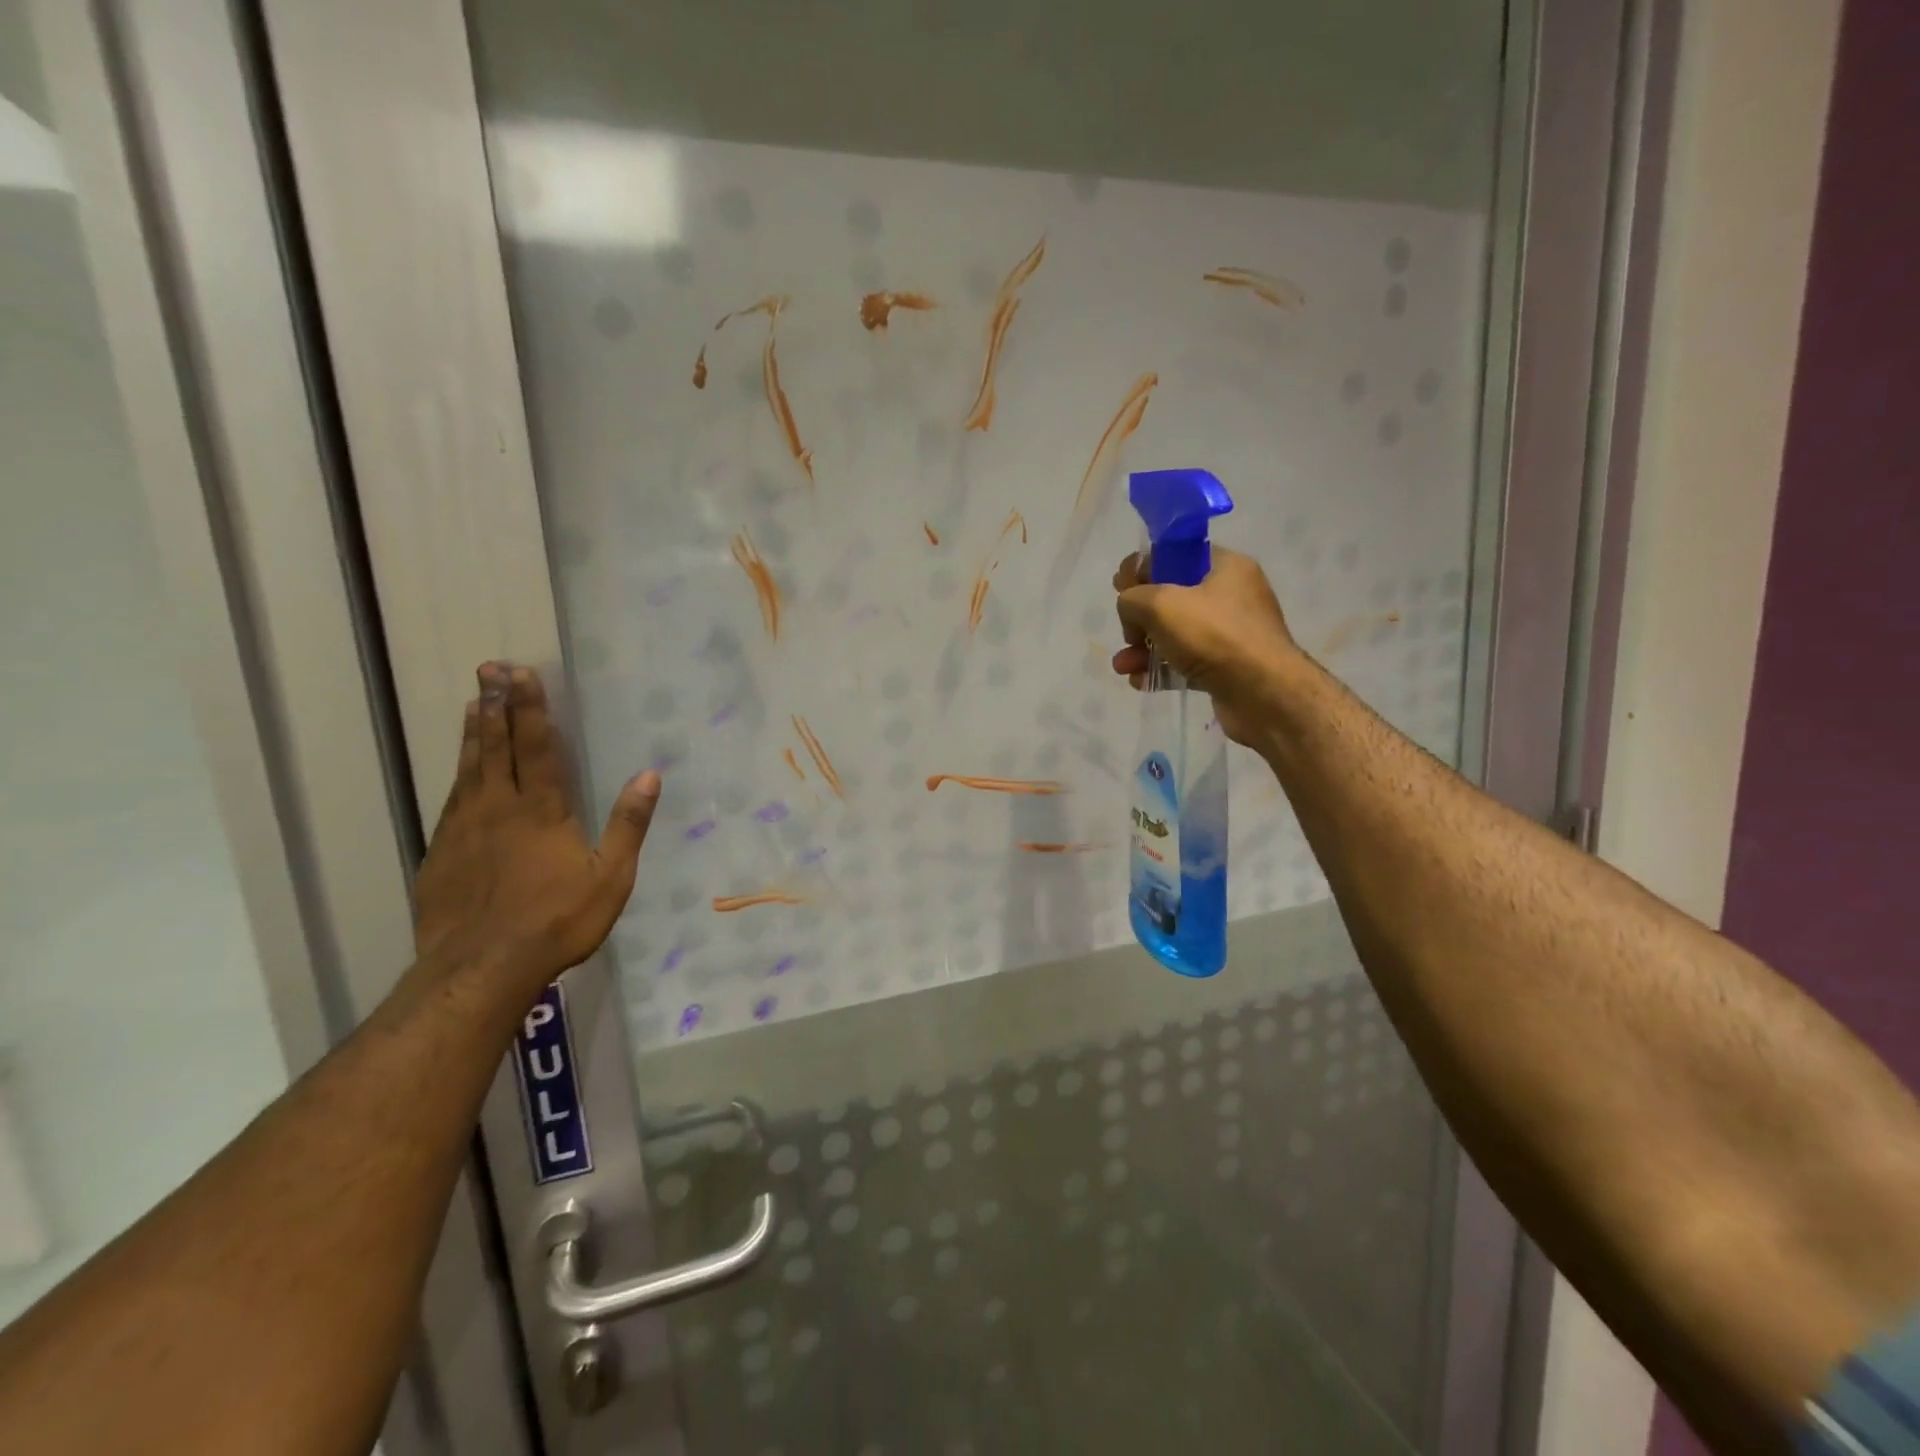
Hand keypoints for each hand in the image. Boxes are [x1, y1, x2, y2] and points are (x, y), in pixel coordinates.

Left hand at [413, 663, 659, 996]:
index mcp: (542, 809)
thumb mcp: (610, 876)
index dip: (531, 708)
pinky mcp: (441, 852)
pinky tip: (460, 770)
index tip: (521, 673)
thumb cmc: (556, 920)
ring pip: (469, 768)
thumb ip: (628, 823)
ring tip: (474, 703)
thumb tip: (650, 774)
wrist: (480, 968)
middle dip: (496, 706)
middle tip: (489, 670)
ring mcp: (464, 828)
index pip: (537, 746)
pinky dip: (458, 773)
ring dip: (475, 732)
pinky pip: (451, 799)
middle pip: (497, 746)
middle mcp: (498, 807)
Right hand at [1112, 548, 1301, 746]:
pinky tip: (1141, 682)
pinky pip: (1185, 662)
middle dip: (1140, 618)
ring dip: (1143, 649)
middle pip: (1172, 598)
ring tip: (1122, 666)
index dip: (1144, 568)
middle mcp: (1231, 596)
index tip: (1120, 588)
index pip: (1176, 555)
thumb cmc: (1214, 636)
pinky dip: (1161, 670)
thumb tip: (1130, 610)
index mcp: (1225, 567)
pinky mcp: (1226, 667)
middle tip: (1126, 634)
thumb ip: (1132, 598)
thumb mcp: (1160, 604)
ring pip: (1175, 634)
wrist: (1264, 694)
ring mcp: (1230, 634)